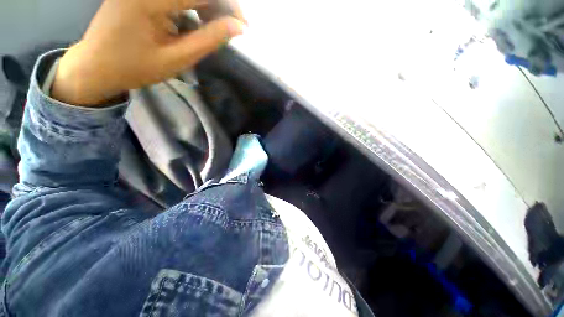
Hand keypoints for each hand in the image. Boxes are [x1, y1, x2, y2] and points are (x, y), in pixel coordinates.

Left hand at [52, 0, 244, 105]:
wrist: (96, 65)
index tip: (243, 26)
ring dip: (208, 4)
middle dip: (220, 4)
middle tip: (232, 28)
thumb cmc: (135, 67)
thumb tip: (237, 28)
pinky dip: (193, 4)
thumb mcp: (177, 59)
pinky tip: (198, 19)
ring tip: (216, 27)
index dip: (228, 5)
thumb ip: (208, 40)